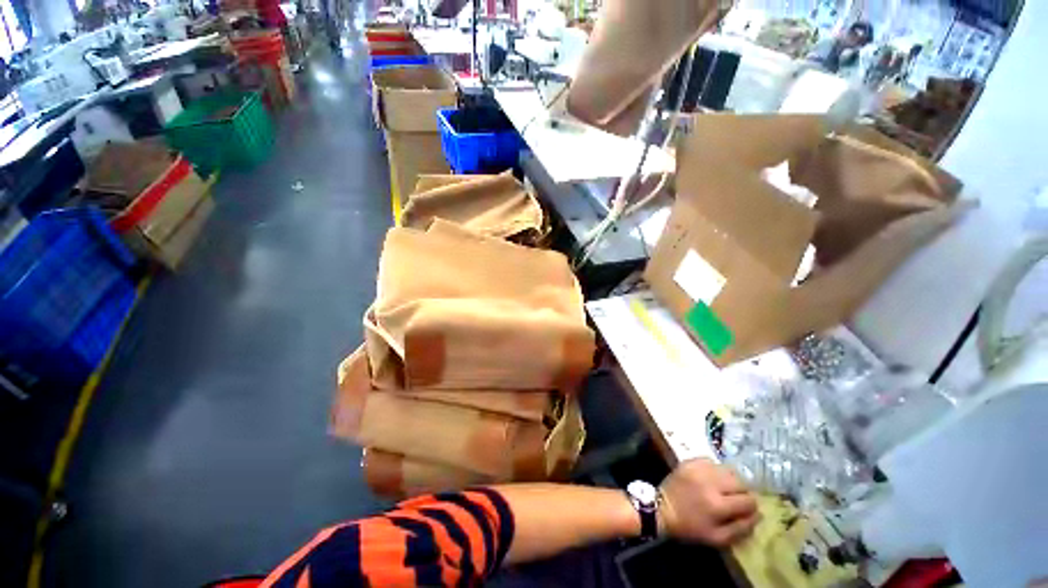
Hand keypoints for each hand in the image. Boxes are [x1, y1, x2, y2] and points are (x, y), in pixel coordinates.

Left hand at [658, 459, 759, 546]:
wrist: (662, 508)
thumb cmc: (690, 527)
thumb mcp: (717, 538)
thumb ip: (741, 528)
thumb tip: (758, 515)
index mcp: (718, 505)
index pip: (748, 500)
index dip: (751, 506)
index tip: (747, 509)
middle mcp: (710, 483)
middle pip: (740, 481)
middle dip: (743, 491)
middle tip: (736, 498)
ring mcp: (699, 469)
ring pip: (727, 469)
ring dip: (730, 478)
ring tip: (725, 487)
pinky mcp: (690, 461)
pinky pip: (711, 461)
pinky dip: (716, 469)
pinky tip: (712, 478)